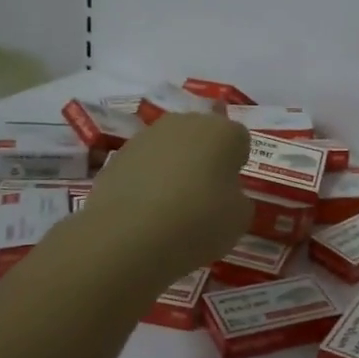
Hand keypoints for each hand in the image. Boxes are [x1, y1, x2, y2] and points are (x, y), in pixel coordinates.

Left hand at [77, 113, 252, 283]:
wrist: (129, 235)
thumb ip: (238, 199)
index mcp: (223, 131)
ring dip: (174, 168)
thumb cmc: (198, 221)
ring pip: (170, 148)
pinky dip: (146, 181)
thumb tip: (225, 195)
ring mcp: (147, 136)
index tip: (230, 191)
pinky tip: (144, 211)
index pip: (240, 140)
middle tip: (204, 195)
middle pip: (202, 136)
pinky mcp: (118, 155)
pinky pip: (143, 165)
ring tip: (170, 207)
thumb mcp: (238, 219)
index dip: (236, 165)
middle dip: (205, 159)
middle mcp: (186, 123)